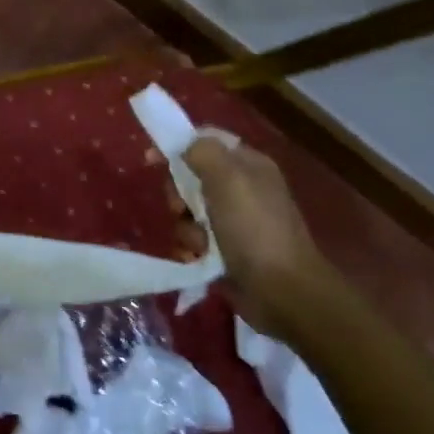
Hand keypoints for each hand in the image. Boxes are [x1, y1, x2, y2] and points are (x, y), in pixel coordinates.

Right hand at [183, 137, 343, 342]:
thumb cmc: (254, 228)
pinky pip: (195, 238)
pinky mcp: (226, 249)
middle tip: (181, 209)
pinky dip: (193, 247)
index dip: (178, 147)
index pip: (205, 142)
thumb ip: (203, 152)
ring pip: (189, 211)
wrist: (281, 291)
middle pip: (191, 177)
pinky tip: (199, 257)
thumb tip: (184, 143)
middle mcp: (242, 188)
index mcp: (248, 164)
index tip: (152, 159)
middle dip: (179, 194)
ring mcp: (234, 221)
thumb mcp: (228, 179)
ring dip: (187, 227)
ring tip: (200, 243)